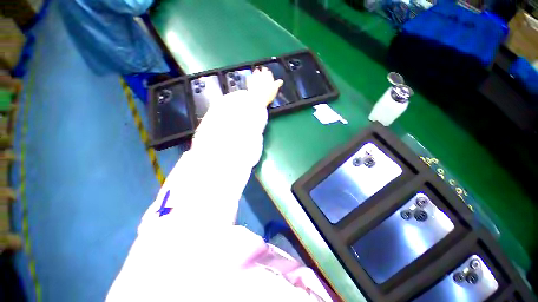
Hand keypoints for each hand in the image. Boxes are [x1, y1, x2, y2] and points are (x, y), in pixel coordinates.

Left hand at [246, 67, 283, 106]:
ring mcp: (254, 77)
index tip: (269, 76)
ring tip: (257, 76)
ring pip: (255, 72)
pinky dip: (250, 78)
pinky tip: (250, 80)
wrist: (257, 99)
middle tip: (263, 75)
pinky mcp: (248, 82)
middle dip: (263, 71)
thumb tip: (280, 81)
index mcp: (268, 75)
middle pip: (262, 70)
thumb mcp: (275, 89)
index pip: (268, 71)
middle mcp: (261, 74)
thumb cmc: (267, 94)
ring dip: (256, 73)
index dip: (269, 74)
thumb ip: (278, 84)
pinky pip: (249, 78)